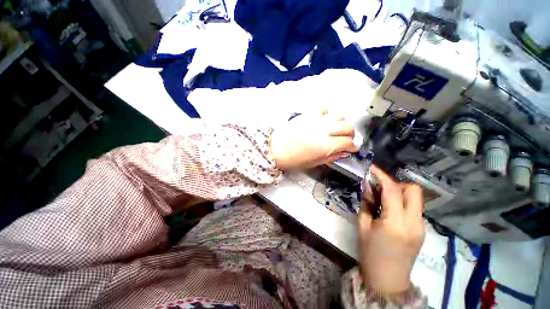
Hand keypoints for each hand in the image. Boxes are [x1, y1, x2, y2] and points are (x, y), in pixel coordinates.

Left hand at [270, 111, 357, 169]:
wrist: (275, 148)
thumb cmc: (293, 159)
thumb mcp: (313, 163)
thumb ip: (331, 157)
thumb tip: (344, 152)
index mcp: (325, 145)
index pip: (348, 143)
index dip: (352, 147)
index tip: (351, 149)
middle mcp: (324, 130)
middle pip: (348, 127)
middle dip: (350, 134)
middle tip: (345, 140)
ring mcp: (316, 119)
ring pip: (339, 116)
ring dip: (341, 124)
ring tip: (335, 130)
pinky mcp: (308, 114)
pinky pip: (324, 109)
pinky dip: (328, 115)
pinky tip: (323, 121)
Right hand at [358, 165, 424, 293]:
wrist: (387, 280)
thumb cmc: (370, 253)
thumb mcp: (362, 226)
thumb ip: (366, 203)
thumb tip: (367, 186)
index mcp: (395, 222)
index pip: (392, 190)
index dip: (381, 176)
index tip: (371, 168)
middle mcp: (414, 222)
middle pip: (413, 190)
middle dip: (396, 184)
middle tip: (379, 189)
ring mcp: (421, 227)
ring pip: (416, 198)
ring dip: (399, 193)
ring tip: (382, 200)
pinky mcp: (422, 230)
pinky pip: (414, 208)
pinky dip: (402, 203)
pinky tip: (389, 210)